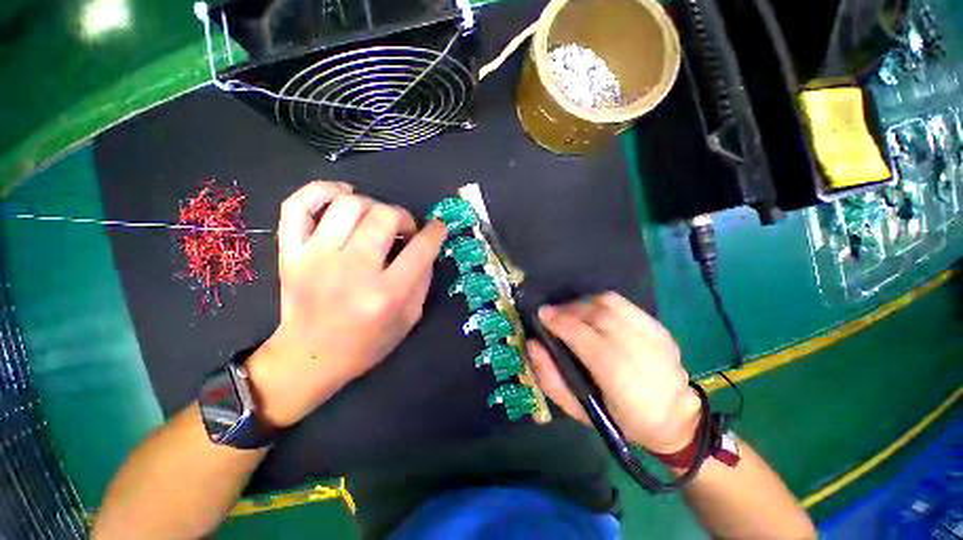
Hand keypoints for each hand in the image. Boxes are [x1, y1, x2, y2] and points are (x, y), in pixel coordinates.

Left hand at [246, 181, 446, 426]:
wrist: (310, 357)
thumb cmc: (367, 343)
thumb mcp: (409, 318)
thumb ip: (423, 279)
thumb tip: (427, 245)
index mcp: (386, 294)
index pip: (421, 248)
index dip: (435, 232)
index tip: (437, 228)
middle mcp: (352, 271)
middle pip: (385, 216)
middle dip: (404, 217)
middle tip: (404, 230)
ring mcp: (316, 258)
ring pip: (349, 204)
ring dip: (372, 205)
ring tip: (375, 219)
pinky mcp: (290, 253)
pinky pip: (298, 205)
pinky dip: (322, 190)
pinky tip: (341, 194)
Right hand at [527, 293, 700, 453]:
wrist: (674, 418)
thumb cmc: (619, 419)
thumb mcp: (578, 410)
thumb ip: (551, 378)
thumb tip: (533, 344)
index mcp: (625, 387)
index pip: (589, 342)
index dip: (563, 323)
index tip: (542, 315)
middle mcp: (646, 357)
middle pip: (600, 317)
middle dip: (569, 309)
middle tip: (551, 312)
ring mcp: (657, 339)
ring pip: (611, 304)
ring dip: (582, 302)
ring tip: (568, 311)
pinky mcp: (660, 328)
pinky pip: (623, 303)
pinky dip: (599, 302)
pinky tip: (589, 312)